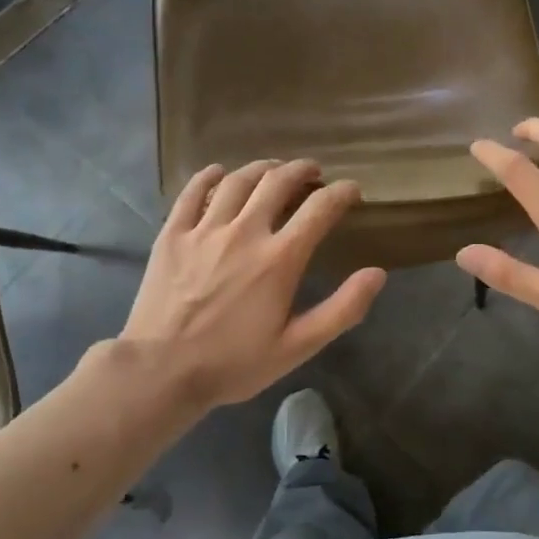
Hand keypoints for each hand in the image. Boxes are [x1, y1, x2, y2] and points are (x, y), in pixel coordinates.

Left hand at [121, 160, 385, 408]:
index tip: (351, 190)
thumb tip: (377, 274)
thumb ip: (342, 309)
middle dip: (301, 170)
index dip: (341, 193)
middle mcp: (244, 232)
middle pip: (277, 182)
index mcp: (279, 259)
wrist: (161, 371)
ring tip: (273, 168)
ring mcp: (204, 230)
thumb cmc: (234, 364)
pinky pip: (192, 193)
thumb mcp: (298, 347)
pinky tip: (219, 172)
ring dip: (262, 168)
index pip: (319, 209)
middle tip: (312, 172)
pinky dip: (209, 176)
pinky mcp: (172, 235)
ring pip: (238, 181)